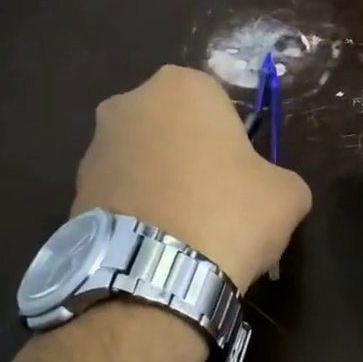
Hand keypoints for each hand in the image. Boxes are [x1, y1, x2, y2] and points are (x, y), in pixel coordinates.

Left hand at [74, 65, 311, 292]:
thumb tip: (268, 190)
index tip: (241, 176)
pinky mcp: (75, 190)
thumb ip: (280, 177)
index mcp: (182, 86)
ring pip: (142, 159)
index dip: (233, 140)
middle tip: (214, 201)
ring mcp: (95, 146)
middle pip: (173, 127)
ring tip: (182, 231)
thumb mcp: (288, 194)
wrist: (157, 275)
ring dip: (160, 183)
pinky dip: (136, 210)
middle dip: (190, 156)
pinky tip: (155, 244)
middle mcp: (129, 102)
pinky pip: (118, 193)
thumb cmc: (230, 214)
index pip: (218, 103)